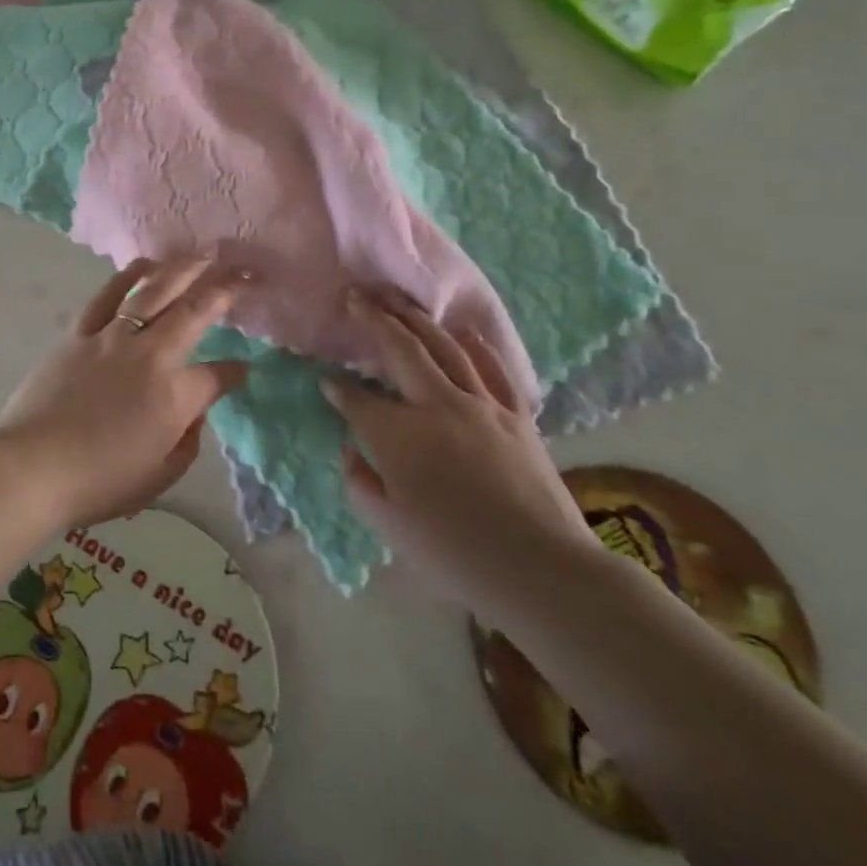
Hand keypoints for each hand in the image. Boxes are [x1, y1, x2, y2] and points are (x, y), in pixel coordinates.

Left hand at [0, 255, 248, 529]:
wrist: (32, 467)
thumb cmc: (99, 481)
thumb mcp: (160, 475)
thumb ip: (188, 441)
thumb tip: (194, 412)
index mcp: (176, 396)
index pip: (219, 374)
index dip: (236, 369)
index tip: (244, 367)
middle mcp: (151, 354)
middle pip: (196, 310)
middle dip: (227, 286)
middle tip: (245, 270)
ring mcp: (113, 337)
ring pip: (155, 291)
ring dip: (184, 268)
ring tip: (204, 254)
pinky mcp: (80, 332)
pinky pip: (108, 295)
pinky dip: (130, 275)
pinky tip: (146, 264)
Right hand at [323, 288, 599, 621]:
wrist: (541, 569)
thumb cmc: (455, 553)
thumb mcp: (390, 527)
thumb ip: (360, 482)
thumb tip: (351, 450)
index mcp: (398, 435)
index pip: (357, 399)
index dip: (337, 388)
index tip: (324, 379)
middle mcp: (435, 405)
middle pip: (399, 349)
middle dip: (372, 319)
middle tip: (354, 297)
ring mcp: (480, 404)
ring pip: (442, 347)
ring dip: (415, 318)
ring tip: (395, 299)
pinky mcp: (515, 414)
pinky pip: (492, 369)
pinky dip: (475, 346)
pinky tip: (463, 332)